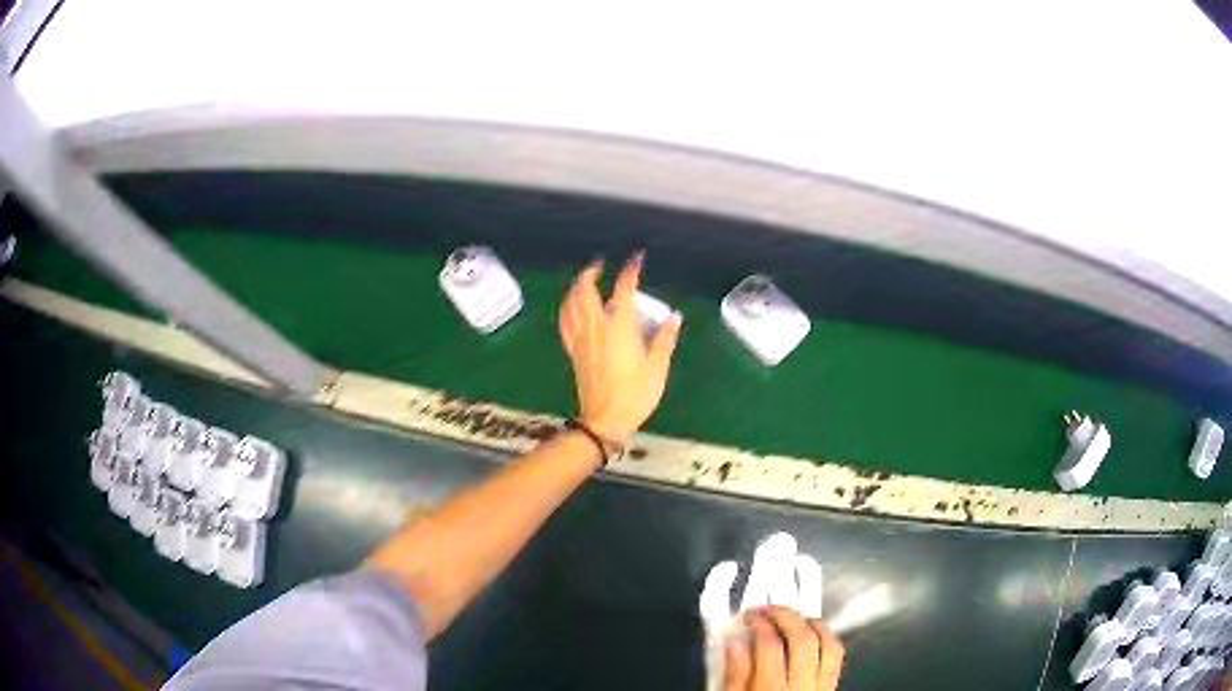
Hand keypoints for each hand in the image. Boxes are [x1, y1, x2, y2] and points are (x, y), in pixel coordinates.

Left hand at [559, 254, 681, 443]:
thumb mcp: (657, 368)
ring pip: (570, 304)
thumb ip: (665, 339)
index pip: (623, 289)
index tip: (637, 259)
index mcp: (619, 327)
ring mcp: (580, 339)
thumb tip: (675, 317)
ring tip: (584, 281)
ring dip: (575, 287)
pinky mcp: (573, 352)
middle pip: (585, 290)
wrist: (605, 420)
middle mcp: (595, 327)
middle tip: (601, 264)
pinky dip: (567, 309)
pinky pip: (565, 323)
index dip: (630, 271)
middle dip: (591, 272)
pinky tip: (571, 309)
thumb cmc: (635, 395)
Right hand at [725, 607, 844, 690]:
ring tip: (796, 616)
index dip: (760, 624)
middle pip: (802, 640)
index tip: (750, 615)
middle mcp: (802, 687)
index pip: (770, 647)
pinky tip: (814, 635)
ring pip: (828, 645)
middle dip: (786, 616)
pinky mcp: (831, 688)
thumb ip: (735, 675)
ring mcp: (821, 687)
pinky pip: (837, 657)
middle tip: (769, 607)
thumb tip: (736, 641)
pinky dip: (827, 639)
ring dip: (813, 624)